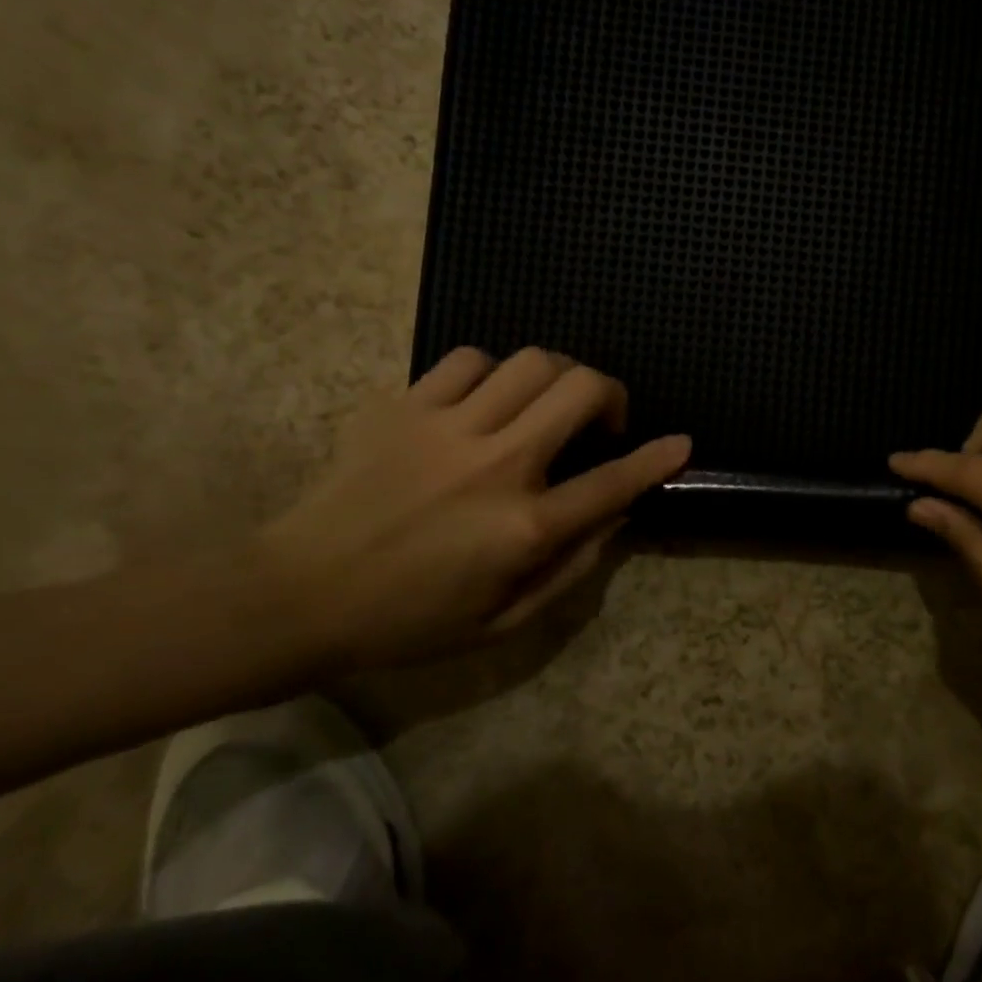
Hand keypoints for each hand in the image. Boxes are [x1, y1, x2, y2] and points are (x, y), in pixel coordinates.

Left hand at [259, 347, 689, 670]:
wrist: (299, 593)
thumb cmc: (407, 619)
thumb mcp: (501, 621)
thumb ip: (569, 569)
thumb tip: (614, 517)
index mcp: (523, 527)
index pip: (613, 482)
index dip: (657, 459)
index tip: (682, 443)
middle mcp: (496, 465)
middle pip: (579, 389)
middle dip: (610, 393)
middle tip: (601, 419)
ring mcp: (447, 427)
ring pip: (530, 362)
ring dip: (555, 378)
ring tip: (543, 405)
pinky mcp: (404, 406)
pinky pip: (467, 360)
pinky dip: (490, 374)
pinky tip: (482, 401)